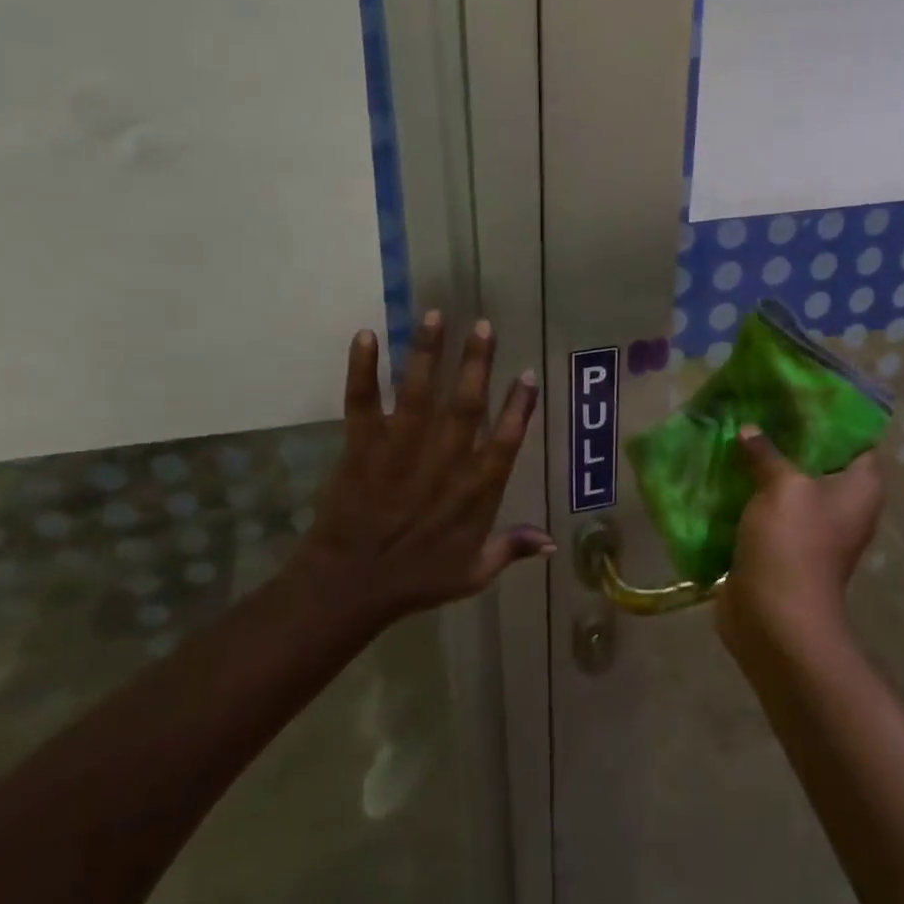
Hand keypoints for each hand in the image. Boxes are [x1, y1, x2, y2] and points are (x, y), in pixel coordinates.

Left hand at [294, 313, 551, 621]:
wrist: (350, 588)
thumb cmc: (416, 580)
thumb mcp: (473, 574)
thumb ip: (511, 549)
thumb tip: (553, 543)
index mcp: (474, 491)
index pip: (505, 441)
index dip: (519, 407)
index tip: (527, 375)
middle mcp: (443, 463)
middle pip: (466, 405)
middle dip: (476, 363)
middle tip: (484, 326)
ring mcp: (400, 452)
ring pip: (418, 394)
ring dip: (427, 353)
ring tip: (435, 315)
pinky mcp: (362, 448)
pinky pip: (362, 403)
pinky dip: (362, 370)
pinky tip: (365, 335)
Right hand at [715, 425, 883, 653]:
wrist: (774, 619)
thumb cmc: (793, 543)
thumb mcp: (783, 486)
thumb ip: (767, 452)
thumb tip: (749, 430)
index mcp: (859, 488)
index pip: (856, 439)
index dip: (832, 415)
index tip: (799, 394)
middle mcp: (842, 505)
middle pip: (818, 459)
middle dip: (787, 435)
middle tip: (758, 407)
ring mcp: (811, 528)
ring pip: (788, 483)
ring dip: (762, 464)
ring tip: (734, 431)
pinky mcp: (781, 545)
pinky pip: (766, 508)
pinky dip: (748, 492)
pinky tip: (723, 469)